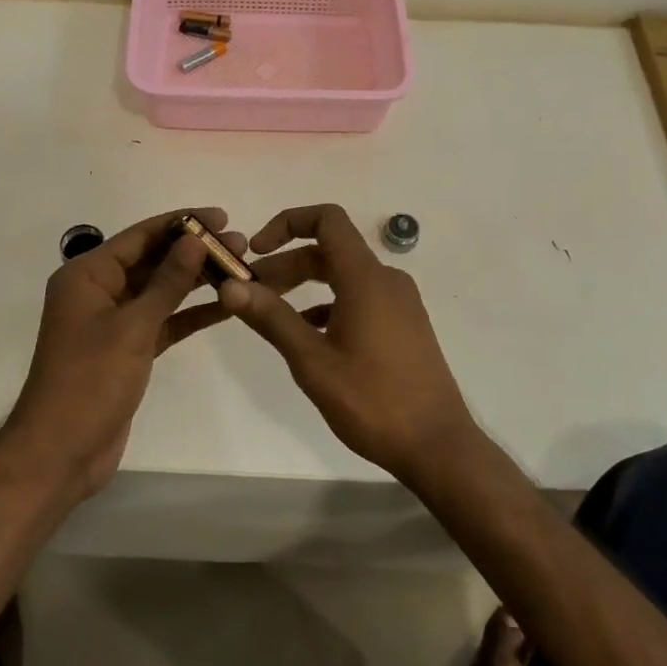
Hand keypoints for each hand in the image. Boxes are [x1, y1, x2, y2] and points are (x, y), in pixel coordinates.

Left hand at [4, 207, 244, 498]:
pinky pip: (163, 321)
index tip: (222, 216)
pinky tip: (225, 306)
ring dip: (196, 281)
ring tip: (241, 269)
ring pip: (160, 291)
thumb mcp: (132, 326)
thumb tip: (195, 239)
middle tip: (241, 244)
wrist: (61, 452)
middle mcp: (98, 291)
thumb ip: (167, 282)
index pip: (140, 236)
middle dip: (194, 252)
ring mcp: (113, 322)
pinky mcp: (127, 349)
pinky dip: (190, 314)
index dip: (182, 223)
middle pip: (152, 260)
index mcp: (87, 275)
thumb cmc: (90, 381)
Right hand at [219, 204, 475, 482]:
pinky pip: (360, 297)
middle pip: (329, 250)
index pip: (327, 219)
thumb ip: (271, 318)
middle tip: (249, 291)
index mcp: (366, 278)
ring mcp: (399, 302)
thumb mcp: (312, 361)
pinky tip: (307, 334)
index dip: (287, 223)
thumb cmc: (372, 401)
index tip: (256, 250)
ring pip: (343, 276)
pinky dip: (328, 303)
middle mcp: (386, 279)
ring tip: (270, 312)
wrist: (437, 446)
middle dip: (286, 263)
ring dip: (304, 285)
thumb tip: (229, 286)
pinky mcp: (404, 324)